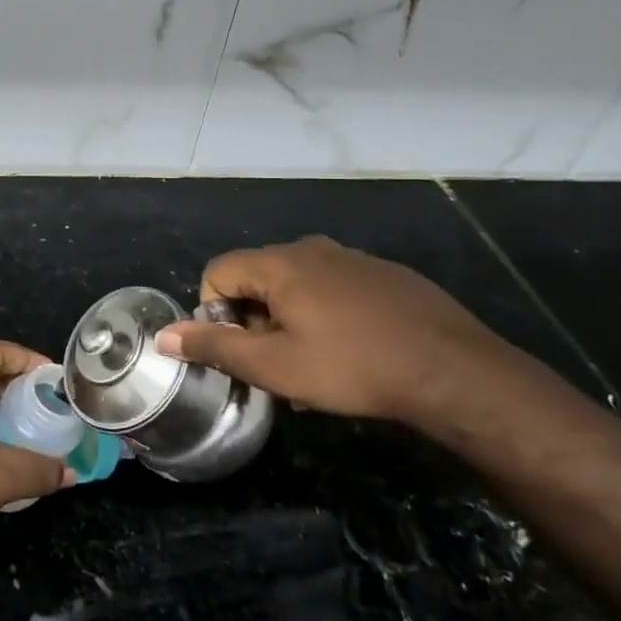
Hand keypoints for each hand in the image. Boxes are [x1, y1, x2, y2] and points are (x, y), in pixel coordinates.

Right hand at [155, 237, 531, 425]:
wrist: (456, 372)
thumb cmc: (353, 367)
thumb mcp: (274, 366)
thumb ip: (214, 347)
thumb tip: (164, 337)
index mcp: (279, 264)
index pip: (217, 272)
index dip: (214, 313)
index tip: (240, 351)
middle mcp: (312, 248)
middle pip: (257, 277)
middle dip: (254, 320)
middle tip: (276, 365)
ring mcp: (353, 258)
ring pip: (297, 285)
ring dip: (289, 321)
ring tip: (314, 365)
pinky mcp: (386, 274)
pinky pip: (334, 287)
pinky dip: (326, 314)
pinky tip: (353, 351)